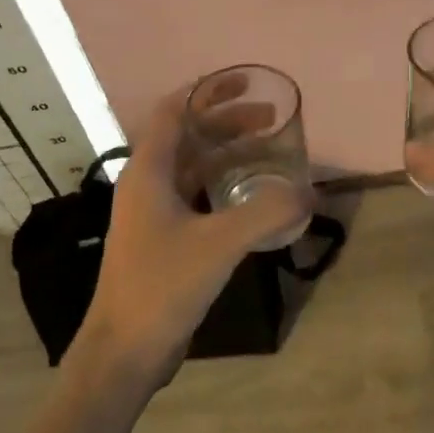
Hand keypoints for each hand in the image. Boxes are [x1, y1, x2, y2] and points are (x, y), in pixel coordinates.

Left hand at [76, 89, 307, 385]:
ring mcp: (153, 212)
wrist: (123, 350)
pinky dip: (223, 185)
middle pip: (188, 136)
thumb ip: (265, 213)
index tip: (246, 82)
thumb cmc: (162, 285)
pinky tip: (252, 196)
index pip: (175, 110)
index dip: (208, 90)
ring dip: (228, 153)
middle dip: (228, 121)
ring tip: (268, 151)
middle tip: (271, 119)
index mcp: (149, 170)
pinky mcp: (163, 238)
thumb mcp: (219, 244)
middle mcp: (147, 183)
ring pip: (193, 166)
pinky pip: (196, 195)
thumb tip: (310, 191)